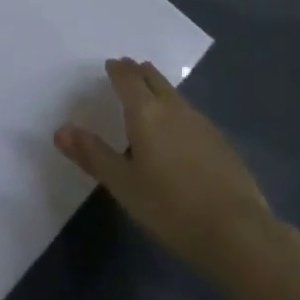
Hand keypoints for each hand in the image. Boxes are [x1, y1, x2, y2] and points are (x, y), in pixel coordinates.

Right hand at [55, 58, 277, 278]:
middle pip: (153, 77)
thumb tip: (60, 130)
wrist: (239, 233)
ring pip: (173, 94)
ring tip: (149, 100)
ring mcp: (200, 121)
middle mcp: (173, 106)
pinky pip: (190, 113)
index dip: (117, 69)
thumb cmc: (172, 207)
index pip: (127, 77)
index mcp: (145, 111)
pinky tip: (178, 134)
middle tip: (126, 74)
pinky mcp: (220, 141)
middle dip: (138, 72)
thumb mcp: (124, 185)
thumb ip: (93, 155)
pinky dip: (177, 112)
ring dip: (158, 90)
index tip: (110, 66)